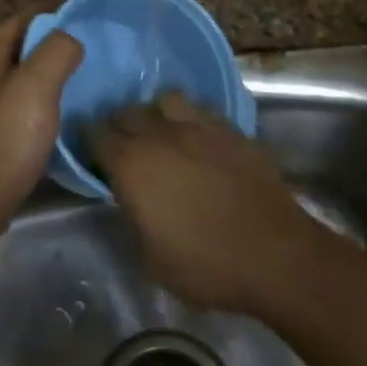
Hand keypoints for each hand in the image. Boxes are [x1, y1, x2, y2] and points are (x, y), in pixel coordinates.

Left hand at [0, 11, 83, 226]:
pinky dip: (47, 98)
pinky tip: (70, 110)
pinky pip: (25, 102)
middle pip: (25, 44)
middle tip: (97, 46)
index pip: (26, 15)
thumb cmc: (7, 136)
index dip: (58, 9)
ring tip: (90, 76)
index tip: (93, 14)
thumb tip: (73, 38)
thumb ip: (58, 49)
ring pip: (26, 75)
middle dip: (58, 41)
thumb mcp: (38, 83)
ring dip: (54, 72)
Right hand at [91, 94, 324, 316]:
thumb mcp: (151, 260)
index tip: (92, 154)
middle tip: (123, 147)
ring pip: (165, 100)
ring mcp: (199, 126)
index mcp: (132, 164)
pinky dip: (192, 120)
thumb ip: (133, 220)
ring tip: (162, 133)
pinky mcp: (231, 129)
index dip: (90, 143)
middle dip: (119, 125)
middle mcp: (160, 134)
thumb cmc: (207, 265)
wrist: (276, 254)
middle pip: (127, 112)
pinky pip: (201, 111)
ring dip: (156, 113)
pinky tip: (198, 140)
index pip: (97, 136)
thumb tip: (131, 201)